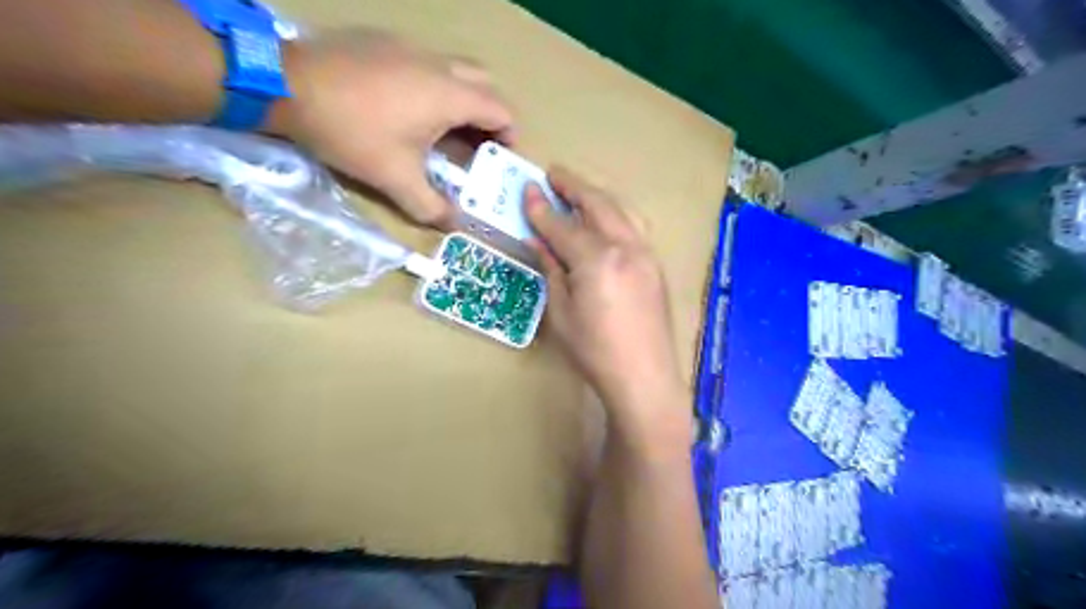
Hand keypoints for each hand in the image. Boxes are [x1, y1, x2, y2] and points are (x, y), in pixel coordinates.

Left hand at [274, 26, 512, 224]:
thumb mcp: (395, 178)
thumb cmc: (353, 132)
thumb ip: (430, 206)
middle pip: (483, 83)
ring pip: (453, 69)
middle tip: (477, 142)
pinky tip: (406, 107)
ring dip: (460, 98)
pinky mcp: (384, 41)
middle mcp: (438, 65)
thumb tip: (453, 225)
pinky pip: (423, 62)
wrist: (286, 83)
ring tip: (443, 129)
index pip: (500, 110)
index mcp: (450, 95)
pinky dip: (431, 85)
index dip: (509, 134)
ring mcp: (410, 47)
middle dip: (488, 113)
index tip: (502, 156)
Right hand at [521, 167, 680, 428]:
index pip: (563, 226)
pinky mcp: (655, 266)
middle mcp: (625, 248)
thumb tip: (539, 242)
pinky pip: (635, 227)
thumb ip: (552, 271)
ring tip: (579, 191)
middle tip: (554, 173)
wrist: (644, 377)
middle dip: (574, 186)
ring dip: (598, 196)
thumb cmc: (595, 352)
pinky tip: (606, 219)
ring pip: (622, 211)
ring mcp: (646, 255)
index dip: (542, 209)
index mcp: (597, 260)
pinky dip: (617, 214)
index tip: (528, 190)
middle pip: (598, 205)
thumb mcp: (561, 314)